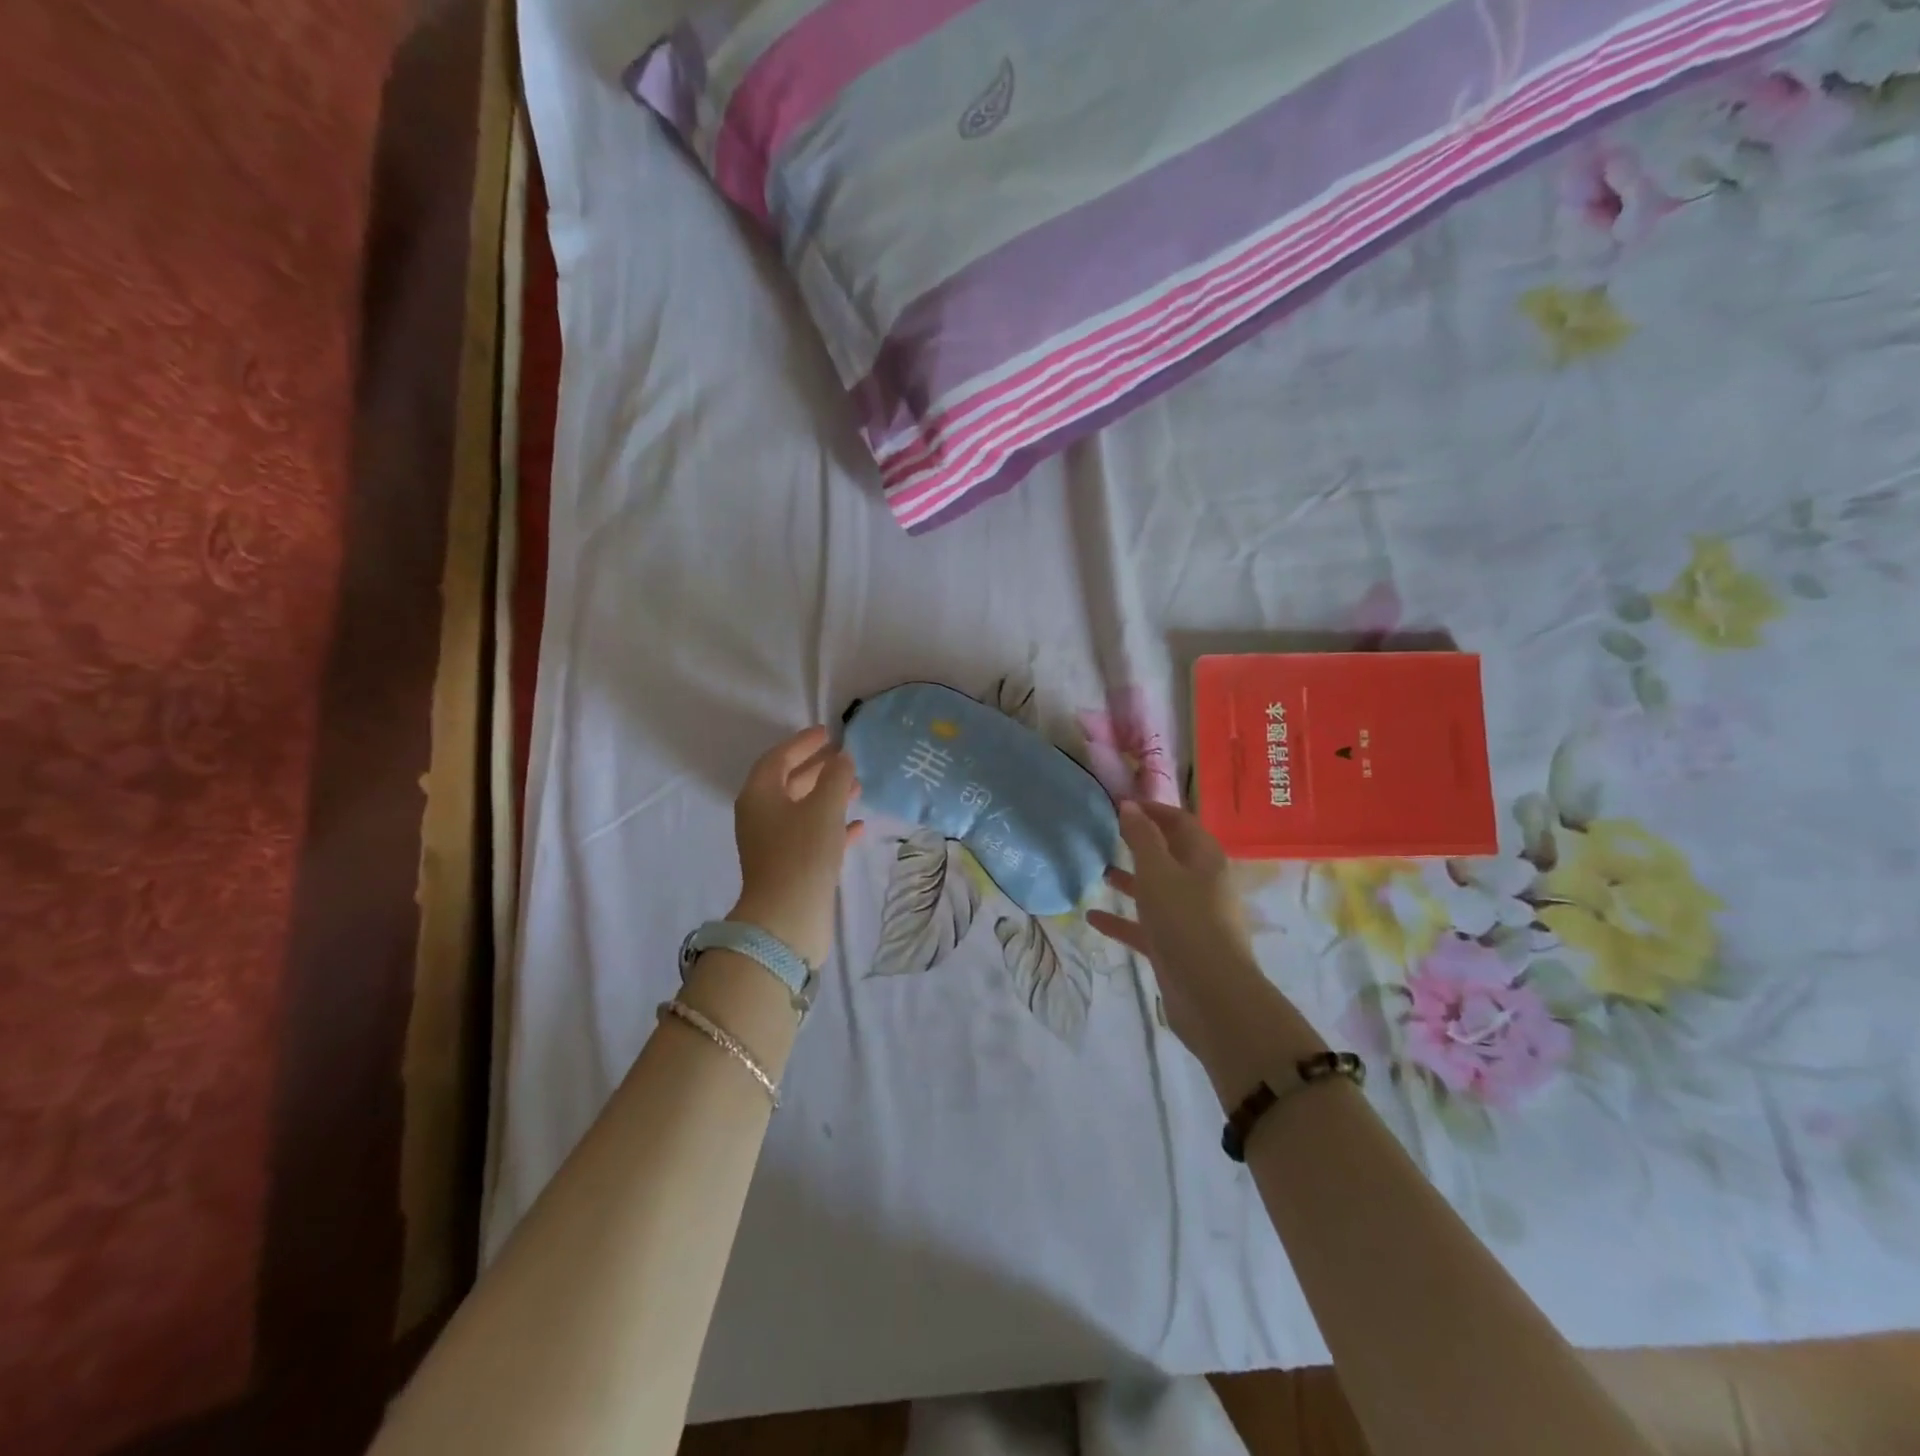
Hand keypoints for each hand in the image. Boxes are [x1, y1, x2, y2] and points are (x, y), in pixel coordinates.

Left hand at [729, 727, 863, 966]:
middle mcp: (761, 816)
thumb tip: (842, 757)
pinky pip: (811, 835)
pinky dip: (832, 825)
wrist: (788, 917)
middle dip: (817, 768)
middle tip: (844, 757)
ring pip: (802, 809)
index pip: (778, 758)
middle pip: (788, 782)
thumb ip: (836, 777)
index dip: (802, 743)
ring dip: (828, 795)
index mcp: (759, 795)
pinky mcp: (789, 866)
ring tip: (858, 787)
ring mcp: (774, 843)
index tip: (827, 732)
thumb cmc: (802, 852)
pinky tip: (857, 825)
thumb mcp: (824, 807)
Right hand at [1088, 801, 1321, 1096]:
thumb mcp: (1158, 872)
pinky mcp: (1175, 947)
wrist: (1211, 996)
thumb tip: (1130, 805)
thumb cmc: (1186, 922)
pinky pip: (1144, 926)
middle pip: (1169, 855)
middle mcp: (1200, 884)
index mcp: (1204, 859)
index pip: (1180, 822)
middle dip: (1139, 843)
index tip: (1120, 804)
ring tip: (1097, 869)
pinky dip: (1121, 920)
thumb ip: (1142, 838)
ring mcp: (1188, 918)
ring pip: (1156, 890)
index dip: (1153, 809)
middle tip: (1105, 832)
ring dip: (1129, 880)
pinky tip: (1091, 917)